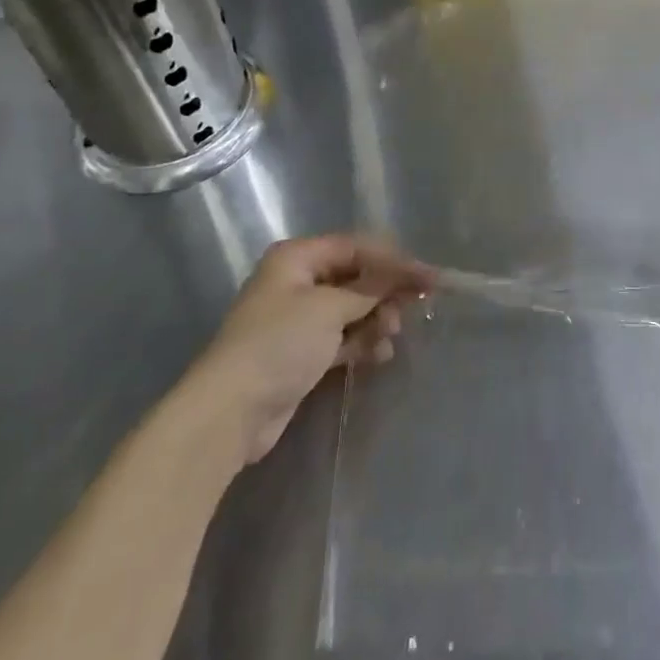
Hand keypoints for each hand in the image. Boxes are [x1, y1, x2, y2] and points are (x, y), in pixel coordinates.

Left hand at [187, 234, 435, 464]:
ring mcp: (298, 319)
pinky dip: (362, 342)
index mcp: (297, 257)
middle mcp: (297, 281)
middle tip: (414, 306)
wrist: (230, 412)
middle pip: (355, 277)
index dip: (394, 260)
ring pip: (351, 309)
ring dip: (376, 320)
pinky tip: (379, 354)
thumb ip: (371, 288)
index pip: (356, 247)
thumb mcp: (329, 308)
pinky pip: (342, 337)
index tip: (429, 276)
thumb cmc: (279, 343)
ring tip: (389, 337)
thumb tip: (402, 275)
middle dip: (385, 292)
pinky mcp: (301, 353)